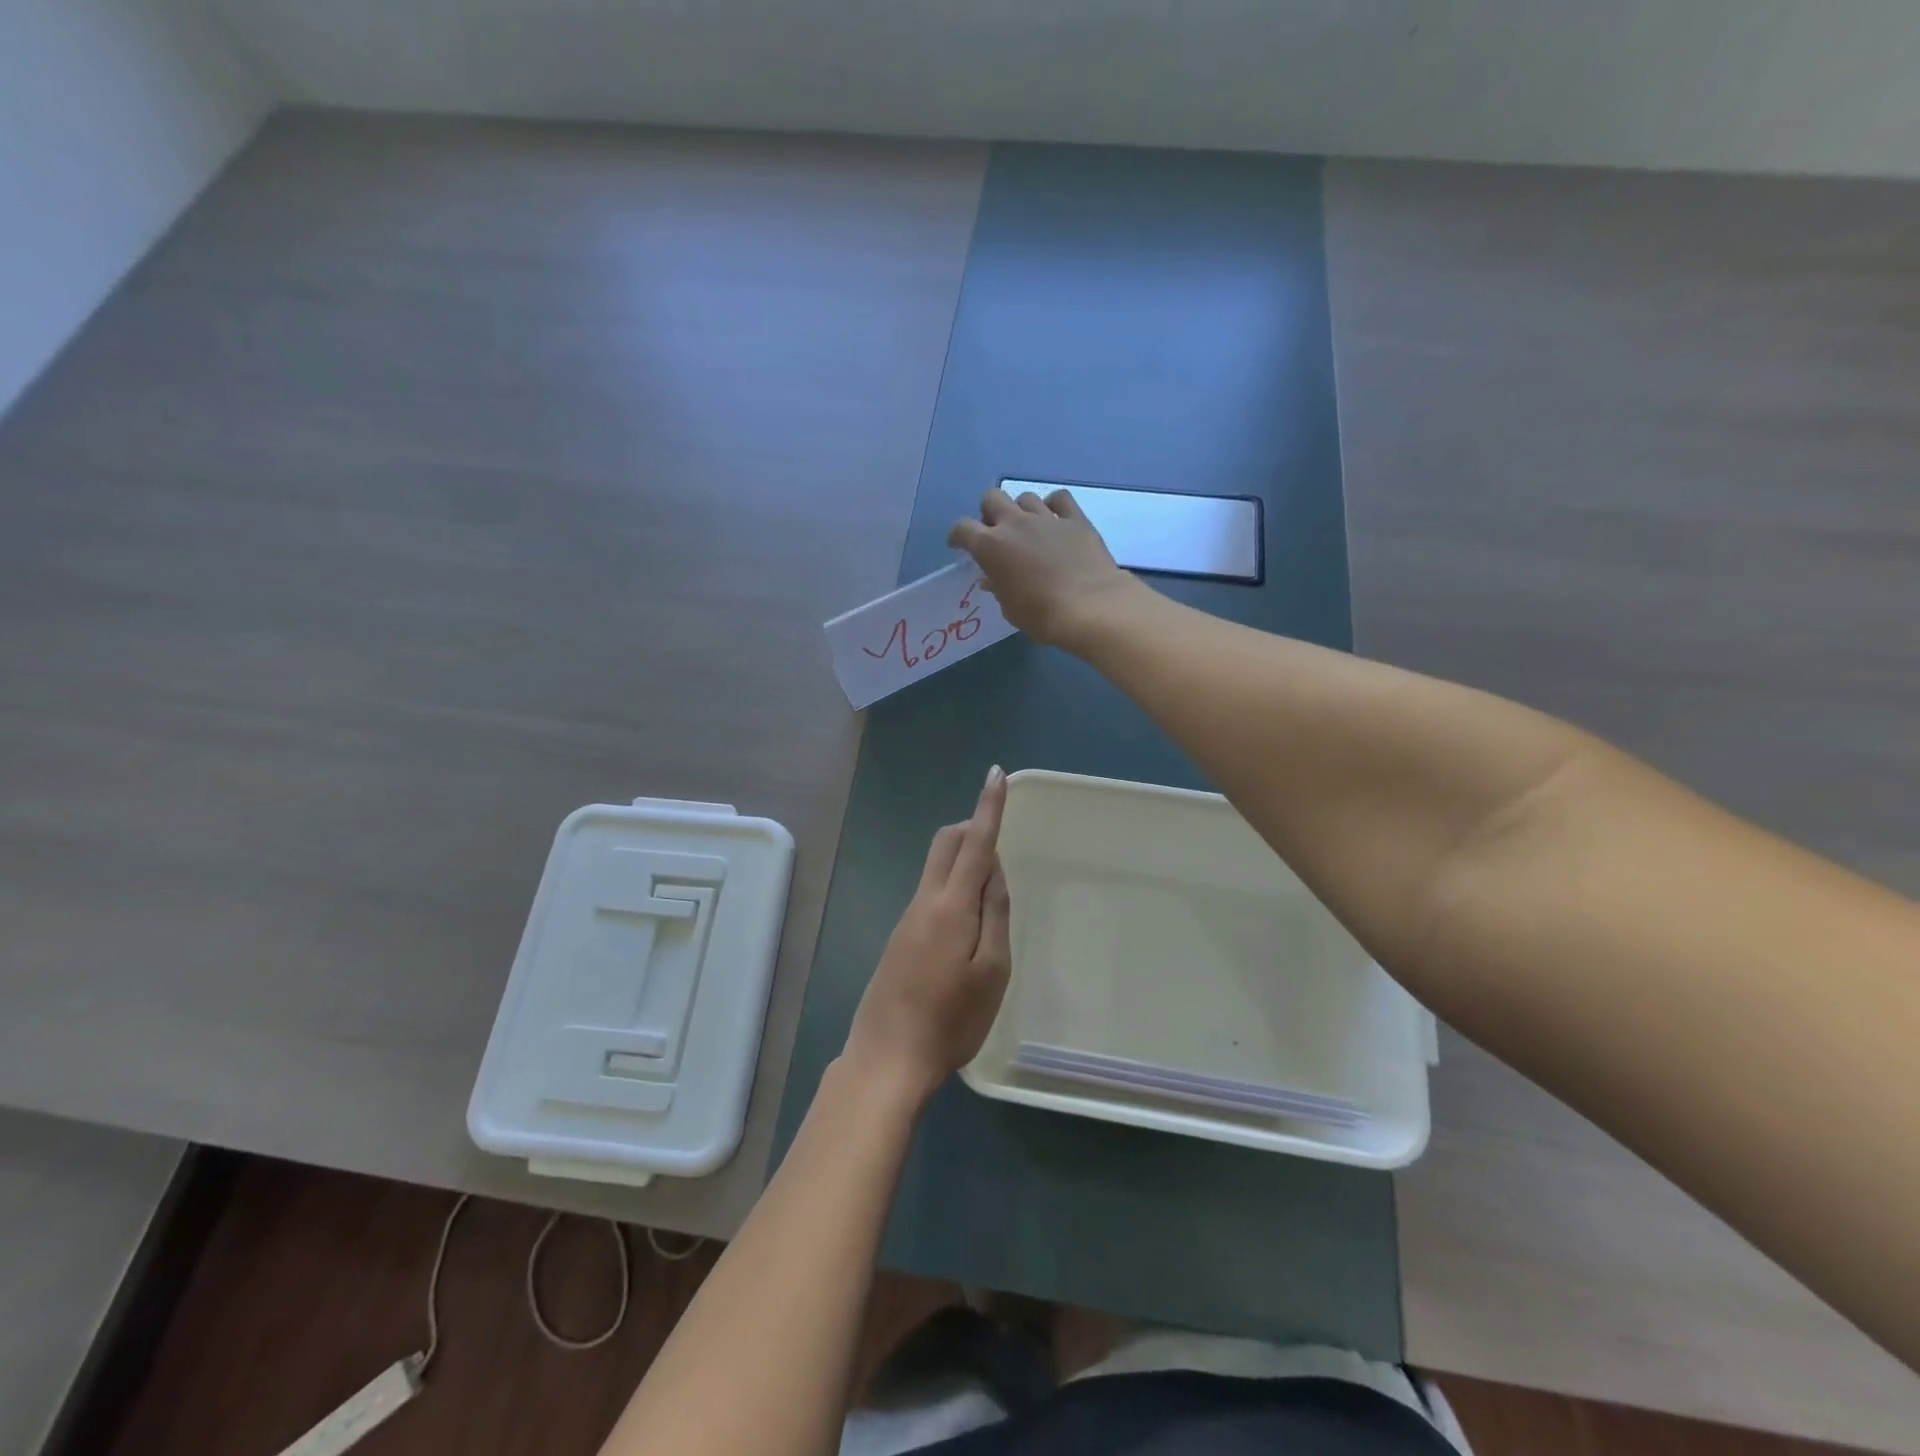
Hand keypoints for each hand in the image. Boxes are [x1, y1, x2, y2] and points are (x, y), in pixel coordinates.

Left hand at [843, 765, 1011, 1104]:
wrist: (887, 1057)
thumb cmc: (951, 1019)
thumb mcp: (992, 970)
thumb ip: (995, 913)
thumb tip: (993, 869)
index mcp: (951, 904)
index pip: (975, 842)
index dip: (988, 807)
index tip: (996, 773)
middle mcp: (925, 900)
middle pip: (946, 843)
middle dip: (973, 829)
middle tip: (1001, 847)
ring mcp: (908, 918)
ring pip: (938, 867)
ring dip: (965, 863)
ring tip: (991, 906)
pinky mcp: (901, 936)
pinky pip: (931, 893)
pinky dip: (954, 889)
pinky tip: (966, 931)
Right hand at [948, 487, 1141, 651]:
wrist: (1090, 607)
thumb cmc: (1041, 615)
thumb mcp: (1010, 608)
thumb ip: (998, 587)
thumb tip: (992, 578)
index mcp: (990, 546)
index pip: (963, 528)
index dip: (958, 536)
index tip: (960, 545)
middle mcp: (1015, 523)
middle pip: (992, 498)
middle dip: (989, 512)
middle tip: (996, 532)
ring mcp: (1046, 518)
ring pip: (1025, 497)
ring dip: (1021, 510)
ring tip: (1028, 528)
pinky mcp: (1075, 519)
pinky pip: (1060, 498)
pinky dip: (1053, 505)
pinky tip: (1055, 519)